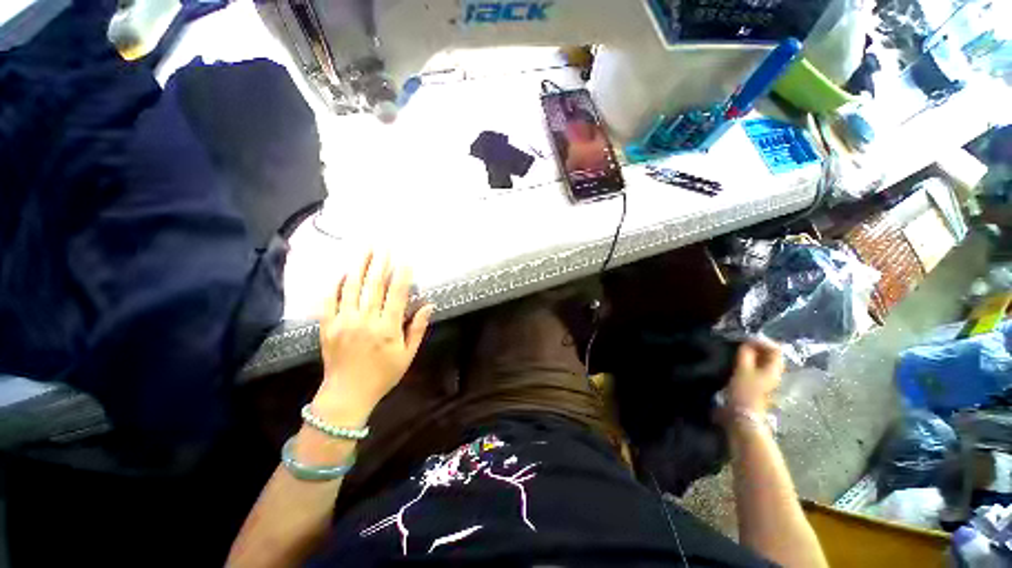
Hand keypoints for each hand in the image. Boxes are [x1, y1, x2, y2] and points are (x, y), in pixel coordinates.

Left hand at [313, 251, 432, 423]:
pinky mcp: (327, 326)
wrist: (346, 395)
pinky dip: (335, 284)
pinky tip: (342, 271)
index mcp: (388, 328)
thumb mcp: (407, 355)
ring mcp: (343, 321)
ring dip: (359, 265)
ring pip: (352, 287)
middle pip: (374, 285)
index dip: (402, 275)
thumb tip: (429, 305)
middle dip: (380, 262)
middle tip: (383, 244)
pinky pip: (329, 300)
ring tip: (364, 248)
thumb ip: (417, 328)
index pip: (397, 295)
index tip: (405, 259)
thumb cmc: (383, 375)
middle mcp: (365, 321)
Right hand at [723, 338, 783, 416]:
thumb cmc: (744, 391)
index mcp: (775, 369)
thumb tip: (747, 343)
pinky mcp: (760, 385)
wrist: (743, 415)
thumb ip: (746, 354)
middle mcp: (775, 374)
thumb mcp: (743, 370)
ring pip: (764, 362)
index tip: (746, 338)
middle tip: (742, 343)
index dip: (762, 341)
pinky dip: (750, 362)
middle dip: (758, 347)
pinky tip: (740, 362)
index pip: (775, 349)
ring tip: (739, 351)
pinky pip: (758, 368)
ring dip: (753, 354)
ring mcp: (768, 380)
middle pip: (771, 355)